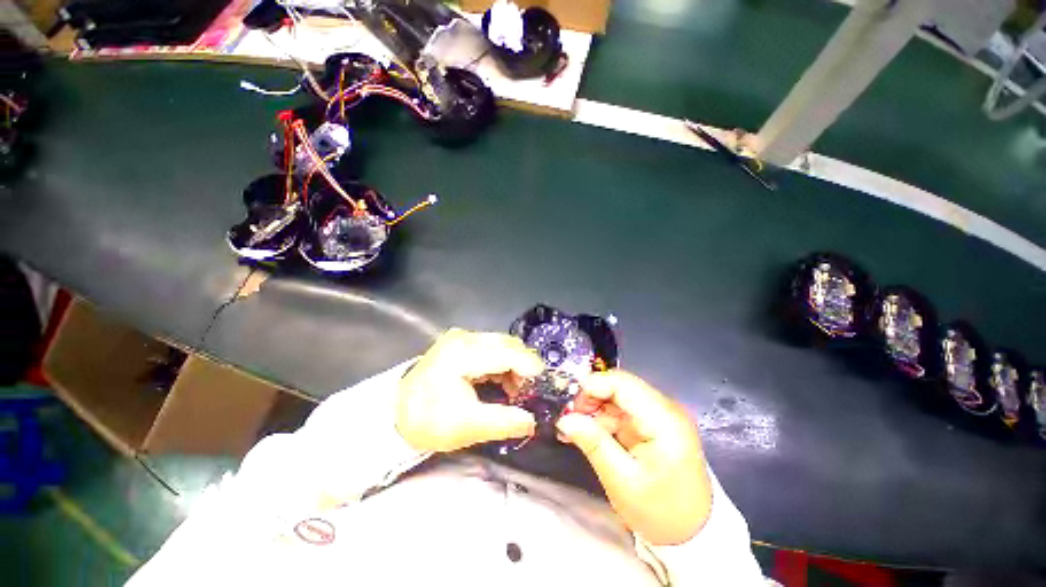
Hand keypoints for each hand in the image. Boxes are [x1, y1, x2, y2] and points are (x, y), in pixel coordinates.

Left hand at [396, 329, 544, 452]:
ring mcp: (462, 338)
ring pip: (503, 345)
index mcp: (462, 353)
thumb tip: (533, 420)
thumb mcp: (467, 427)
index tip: (544, 388)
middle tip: (532, 393)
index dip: (530, 368)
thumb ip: (505, 421)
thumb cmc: (427, 421)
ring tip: (518, 392)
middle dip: (525, 368)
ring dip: (515, 366)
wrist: (395, 413)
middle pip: (508, 345)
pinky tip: (505, 383)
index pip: (507, 352)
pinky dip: (504, 364)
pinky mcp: (462, 343)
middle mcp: (464, 337)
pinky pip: (493, 349)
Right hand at [557, 370, 711, 545]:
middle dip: (591, 398)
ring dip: (594, 409)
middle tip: (570, 419)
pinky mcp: (652, 423)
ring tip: (573, 429)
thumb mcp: (623, 481)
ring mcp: (659, 415)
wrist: (694, 533)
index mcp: (664, 419)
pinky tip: (587, 433)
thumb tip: (565, 419)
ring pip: (617, 397)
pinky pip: (621, 411)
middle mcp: (664, 408)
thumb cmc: (662, 512)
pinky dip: (603, 419)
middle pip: (619, 386)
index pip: (623, 384)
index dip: (593, 386)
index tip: (570, 405)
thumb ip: (594, 444)